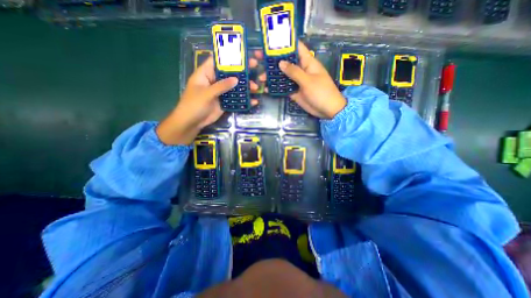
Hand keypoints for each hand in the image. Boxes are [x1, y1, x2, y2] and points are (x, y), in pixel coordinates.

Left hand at [156, 53, 261, 145]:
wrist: (192, 122)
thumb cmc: (194, 104)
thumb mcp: (206, 93)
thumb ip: (221, 86)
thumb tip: (236, 79)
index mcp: (206, 73)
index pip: (217, 61)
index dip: (229, 57)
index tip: (242, 55)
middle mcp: (214, 81)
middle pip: (229, 73)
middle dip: (242, 71)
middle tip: (255, 67)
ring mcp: (220, 92)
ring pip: (234, 87)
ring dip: (245, 87)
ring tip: (256, 88)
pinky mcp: (225, 102)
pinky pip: (235, 99)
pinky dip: (243, 100)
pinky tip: (253, 101)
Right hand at [261, 40, 346, 119]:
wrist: (327, 110)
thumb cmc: (321, 92)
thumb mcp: (307, 80)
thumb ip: (294, 72)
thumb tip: (280, 63)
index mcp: (307, 62)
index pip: (296, 48)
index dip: (285, 43)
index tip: (272, 41)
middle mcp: (301, 70)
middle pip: (286, 62)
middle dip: (274, 60)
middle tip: (259, 59)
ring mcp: (297, 81)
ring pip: (283, 76)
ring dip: (273, 76)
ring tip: (261, 77)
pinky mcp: (294, 92)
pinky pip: (284, 88)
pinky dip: (277, 88)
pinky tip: (267, 88)